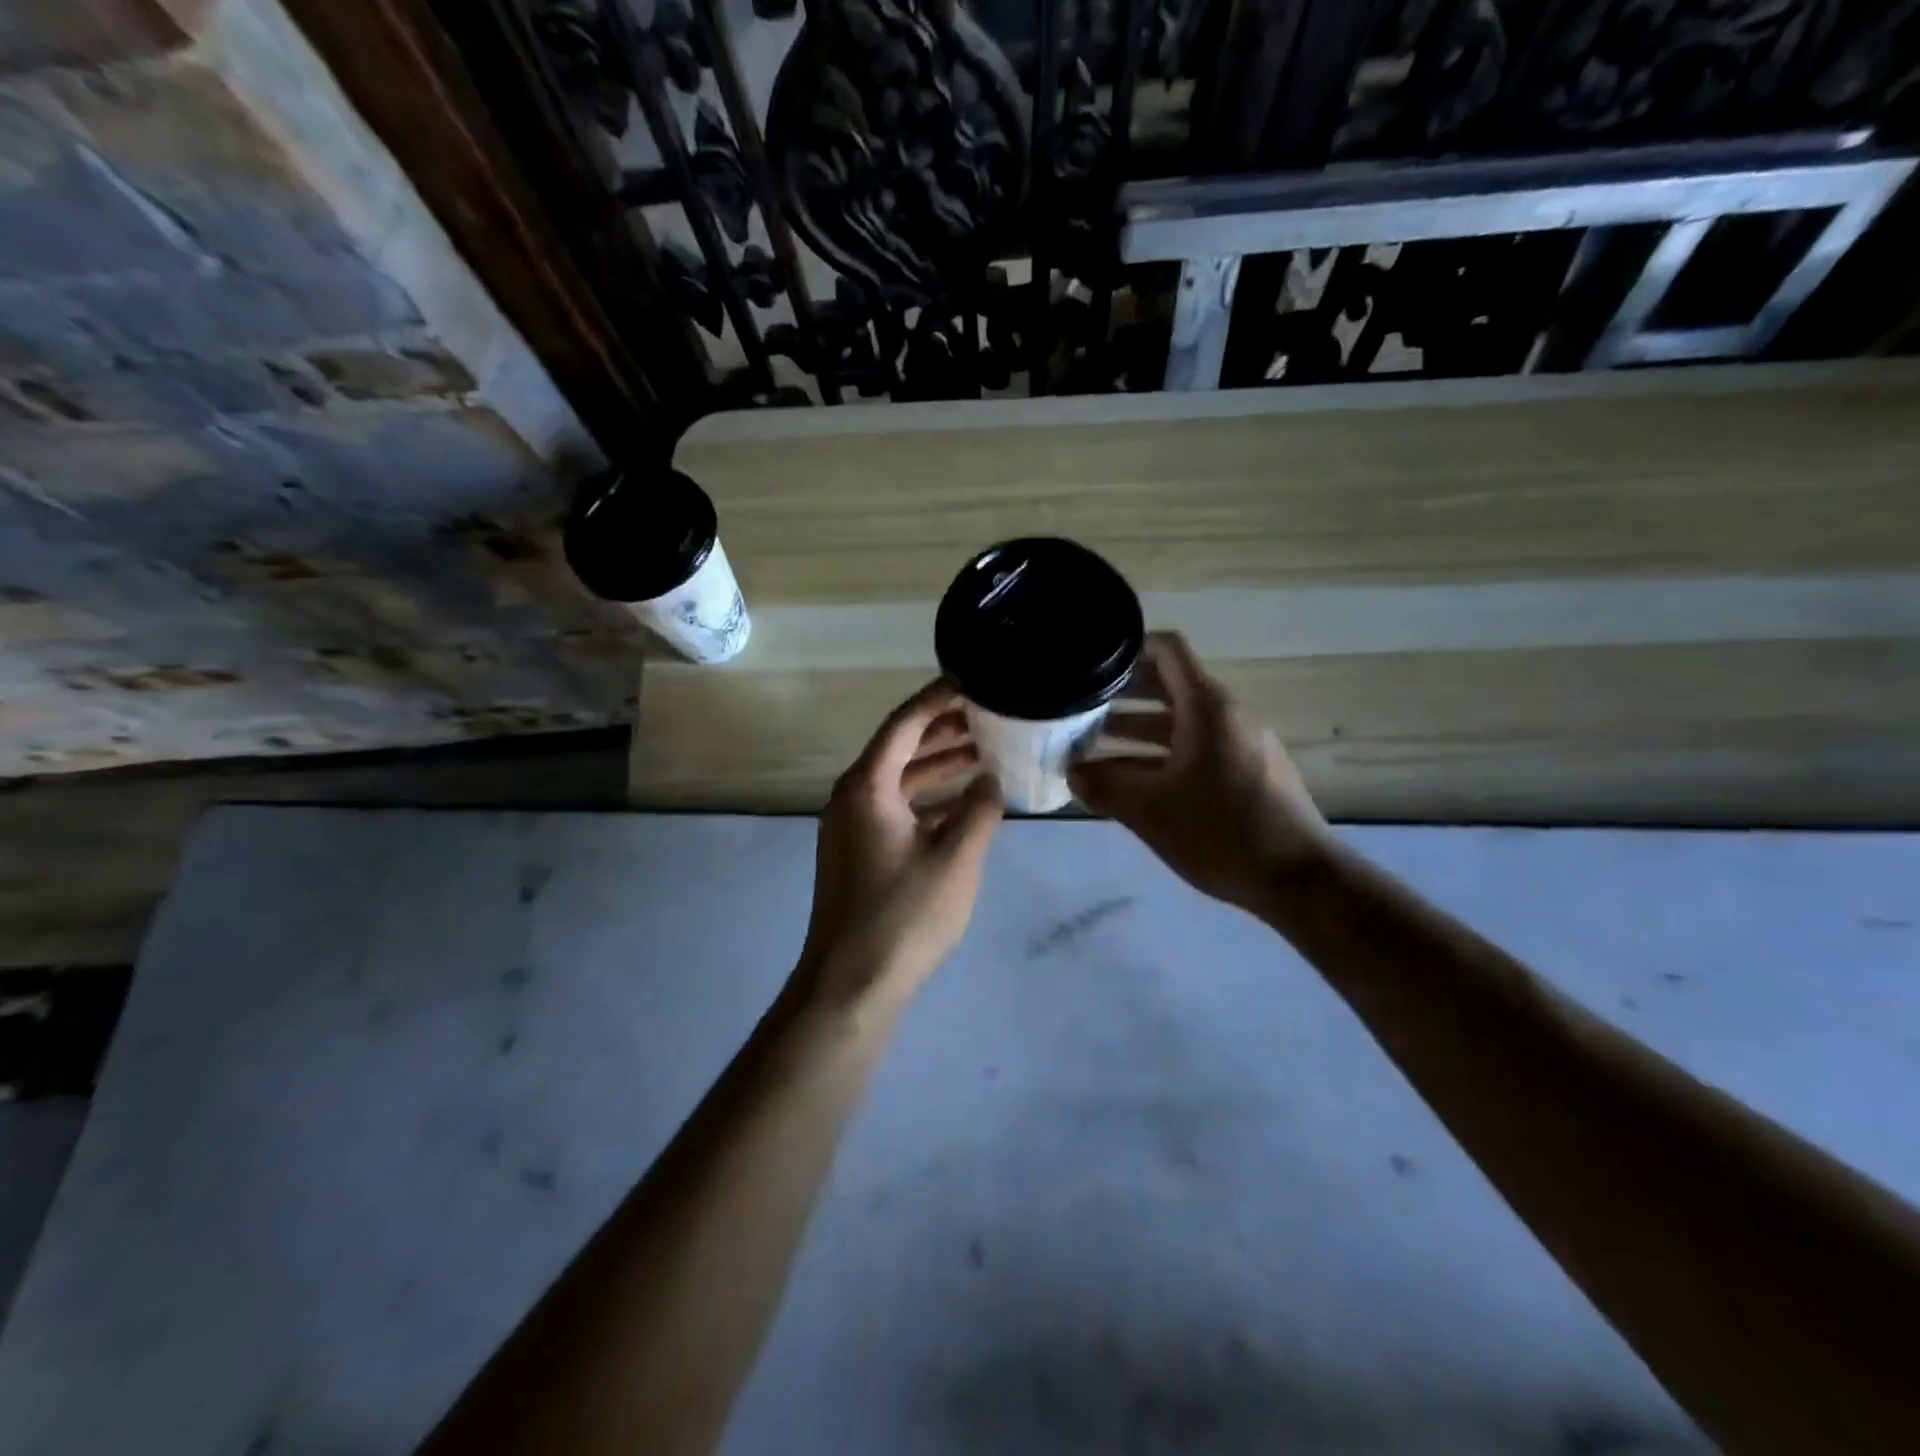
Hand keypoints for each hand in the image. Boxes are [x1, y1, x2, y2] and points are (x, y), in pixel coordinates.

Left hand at [797, 680, 1003, 1014]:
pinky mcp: (858, 851)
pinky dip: (927, 798)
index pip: (904, 723)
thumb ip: (981, 810)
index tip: (973, 680)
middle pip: (899, 747)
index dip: (938, 698)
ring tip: (984, 751)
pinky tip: (963, 803)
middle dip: (943, 729)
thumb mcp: (957, 858)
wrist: (851, 984)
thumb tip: (992, 782)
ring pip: (898, 779)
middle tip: (988, 713)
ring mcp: (851, 826)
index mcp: (867, 786)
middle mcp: (852, 796)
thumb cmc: (905, 915)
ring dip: (937, 765)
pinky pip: (895, 807)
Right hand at [1070, 633, 1331, 917]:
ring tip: (1091, 750)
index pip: (1166, 649)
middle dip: (1120, 697)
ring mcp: (1239, 744)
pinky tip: (1131, 783)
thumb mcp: (1150, 811)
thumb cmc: (1221, 832)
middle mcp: (1225, 715)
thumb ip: (1103, 788)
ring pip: (1178, 723)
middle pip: (1167, 686)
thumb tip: (1071, 773)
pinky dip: (1160, 755)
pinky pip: (1195, 749)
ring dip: (1135, 732)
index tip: (1090, 664)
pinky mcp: (1246, 772)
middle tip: (1077, 710)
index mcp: (1206, 707)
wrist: (1299, 880)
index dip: (1127, 648)